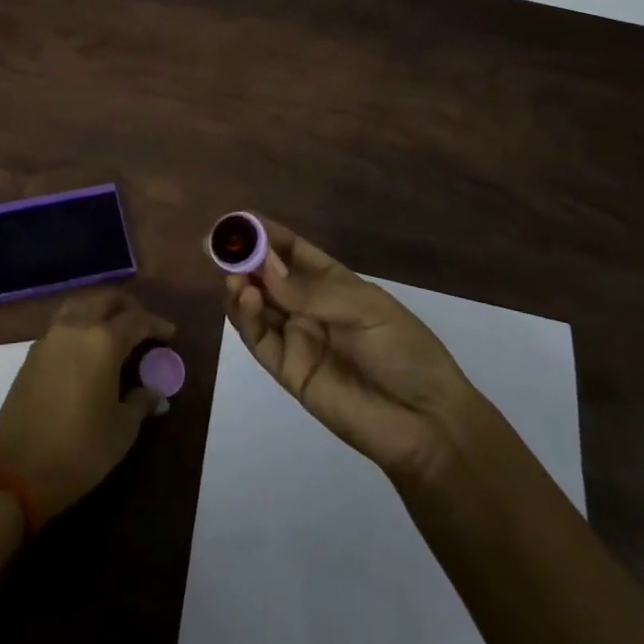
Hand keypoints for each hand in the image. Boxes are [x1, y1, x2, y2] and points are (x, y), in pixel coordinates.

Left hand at [0, 290, 173, 518]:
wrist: (16, 471)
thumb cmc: (79, 450)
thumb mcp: (121, 430)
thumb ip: (141, 403)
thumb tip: (155, 393)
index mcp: (102, 340)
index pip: (136, 319)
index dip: (156, 324)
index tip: (170, 333)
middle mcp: (76, 328)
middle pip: (105, 300)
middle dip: (127, 307)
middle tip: (143, 325)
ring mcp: (50, 338)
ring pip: (79, 305)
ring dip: (100, 309)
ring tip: (115, 329)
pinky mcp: (32, 354)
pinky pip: (62, 324)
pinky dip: (80, 324)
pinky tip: (87, 348)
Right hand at [222, 215, 476, 484]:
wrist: (426, 423)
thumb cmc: (404, 351)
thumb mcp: (366, 308)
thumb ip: (311, 290)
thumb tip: (263, 264)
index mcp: (332, 282)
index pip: (291, 250)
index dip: (264, 234)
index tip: (236, 221)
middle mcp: (308, 305)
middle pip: (266, 275)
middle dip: (242, 258)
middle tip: (216, 245)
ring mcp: (296, 337)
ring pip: (256, 306)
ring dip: (240, 286)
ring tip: (235, 277)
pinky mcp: (287, 370)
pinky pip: (259, 339)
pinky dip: (246, 317)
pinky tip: (245, 297)